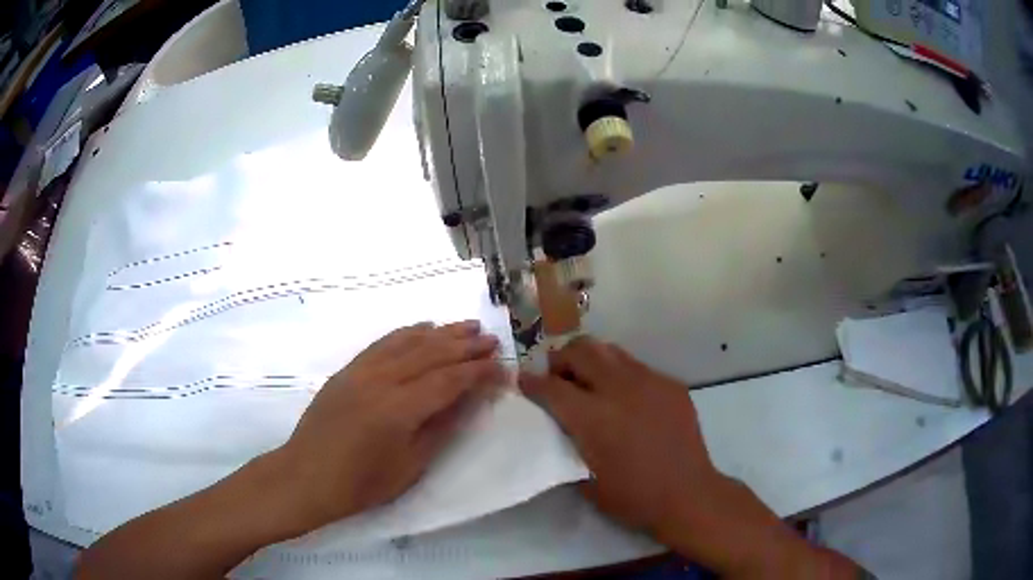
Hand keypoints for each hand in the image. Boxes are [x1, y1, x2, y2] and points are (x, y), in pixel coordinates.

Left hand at [277, 321, 504, 532]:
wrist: (307, 477)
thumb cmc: (362, 484)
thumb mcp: (410, 466)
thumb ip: (441, 428)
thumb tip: (469, 399)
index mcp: (399, 409)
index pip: (449, 380)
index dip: (478, 372)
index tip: (502, 367)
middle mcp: (381, 381)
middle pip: (431, 354)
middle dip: (465, 346)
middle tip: (492, 340)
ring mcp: (361, 371)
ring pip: (407, 343)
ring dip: (440, 333)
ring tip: (467, 327)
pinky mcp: (348, 370)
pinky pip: (382, 343)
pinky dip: (406, 332)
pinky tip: (423, 328)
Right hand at [519, 337, 716, 537]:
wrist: (687, 493)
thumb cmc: (633, 496)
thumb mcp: (586, 479)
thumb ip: (569, 444)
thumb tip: (561, 425)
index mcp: (593, 418)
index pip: (552, 387)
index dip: (531, 382)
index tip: (523, 381)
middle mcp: (619, 389)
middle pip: (580, 351)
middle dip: (560, 359)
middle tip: (557, 376)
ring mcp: (649, 382)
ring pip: (609, 350)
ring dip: (591, 360)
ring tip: (589, 380)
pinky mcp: (670, 383)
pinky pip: (637, 366)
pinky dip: (620, 373)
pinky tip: (625, 397)